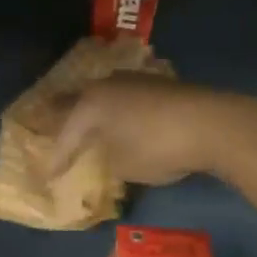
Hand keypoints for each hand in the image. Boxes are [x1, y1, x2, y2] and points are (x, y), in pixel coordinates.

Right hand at [47, 74, 244, 186]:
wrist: (212, 123)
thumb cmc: (158, 147)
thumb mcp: (124, 165)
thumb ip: (108, 159)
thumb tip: (109, 151)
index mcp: (90, 104)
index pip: (66, 134)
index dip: (57, 157)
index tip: (48, 176)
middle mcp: (107, 86)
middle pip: (78, 101)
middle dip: (62, 116)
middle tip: (44, 123)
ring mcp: (134, 80)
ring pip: (104, 96)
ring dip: (93, 110)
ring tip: (84, 122)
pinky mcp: (159, 84)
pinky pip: (126, 98)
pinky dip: (118, 110)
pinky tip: (121, 119)